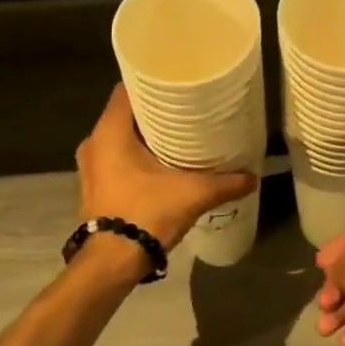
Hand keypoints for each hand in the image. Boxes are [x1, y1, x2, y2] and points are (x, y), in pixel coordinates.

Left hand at [76, 85, 256, 250]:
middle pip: (126, 113)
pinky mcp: (95, 186)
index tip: (177, 82)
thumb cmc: (146, 213)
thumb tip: (254, 176)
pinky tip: (161, 163)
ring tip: (177, 134)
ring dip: (144, 135)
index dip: (151, 82)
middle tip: (185, 107)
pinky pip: (116, 157)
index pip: (127, 89)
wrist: (111, 263)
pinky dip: (135, 155)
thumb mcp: (193, 194)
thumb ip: (225, 182)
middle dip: (154, 110)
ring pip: (120, 137)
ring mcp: (91, 166)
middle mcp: (94, 142)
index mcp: (110, 132)